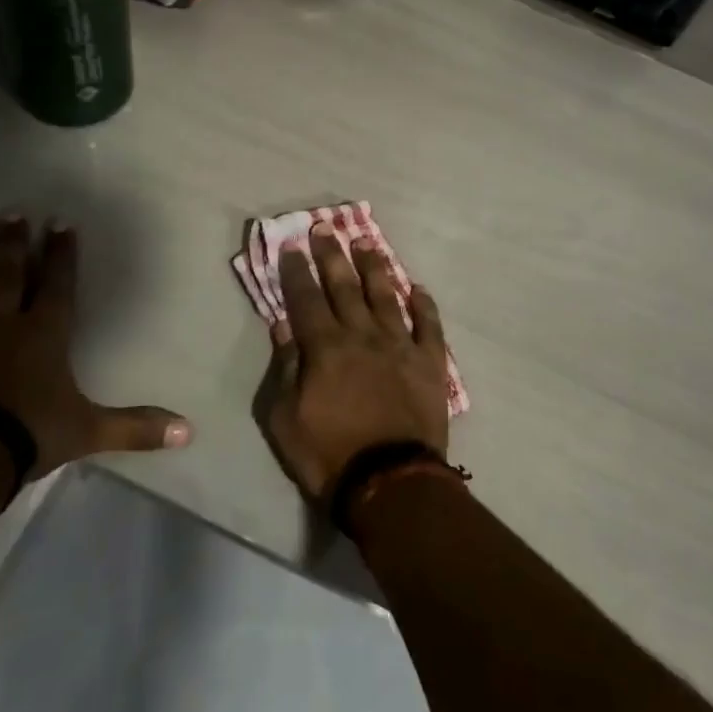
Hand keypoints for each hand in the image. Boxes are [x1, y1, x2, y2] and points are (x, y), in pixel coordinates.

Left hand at [0, 214, 191, 479]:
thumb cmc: (28, 434)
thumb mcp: (90, 431)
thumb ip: (136, 427)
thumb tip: (189, 431)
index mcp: (43, 334)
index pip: (58, 284)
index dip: (62, 253)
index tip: (60, 222)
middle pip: (7, 274)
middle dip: (12, 243)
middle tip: (10, 212)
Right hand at [263, 224, 450, 500]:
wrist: (390, 483)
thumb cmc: (328, 455)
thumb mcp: (285, 419)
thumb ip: (285, 367)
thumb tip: (283, 325)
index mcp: (326, 347)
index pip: (306, 299)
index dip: (297, 271)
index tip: (292, 246)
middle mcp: (363, 335)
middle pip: (345, 286)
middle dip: (333, 255)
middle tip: (326, 228)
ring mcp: (400, 346)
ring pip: (386, 296)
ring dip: (375, 268)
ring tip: (367, 243)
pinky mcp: (430, 363)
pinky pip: (429, 326)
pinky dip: (424, 305)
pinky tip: (418, 288)